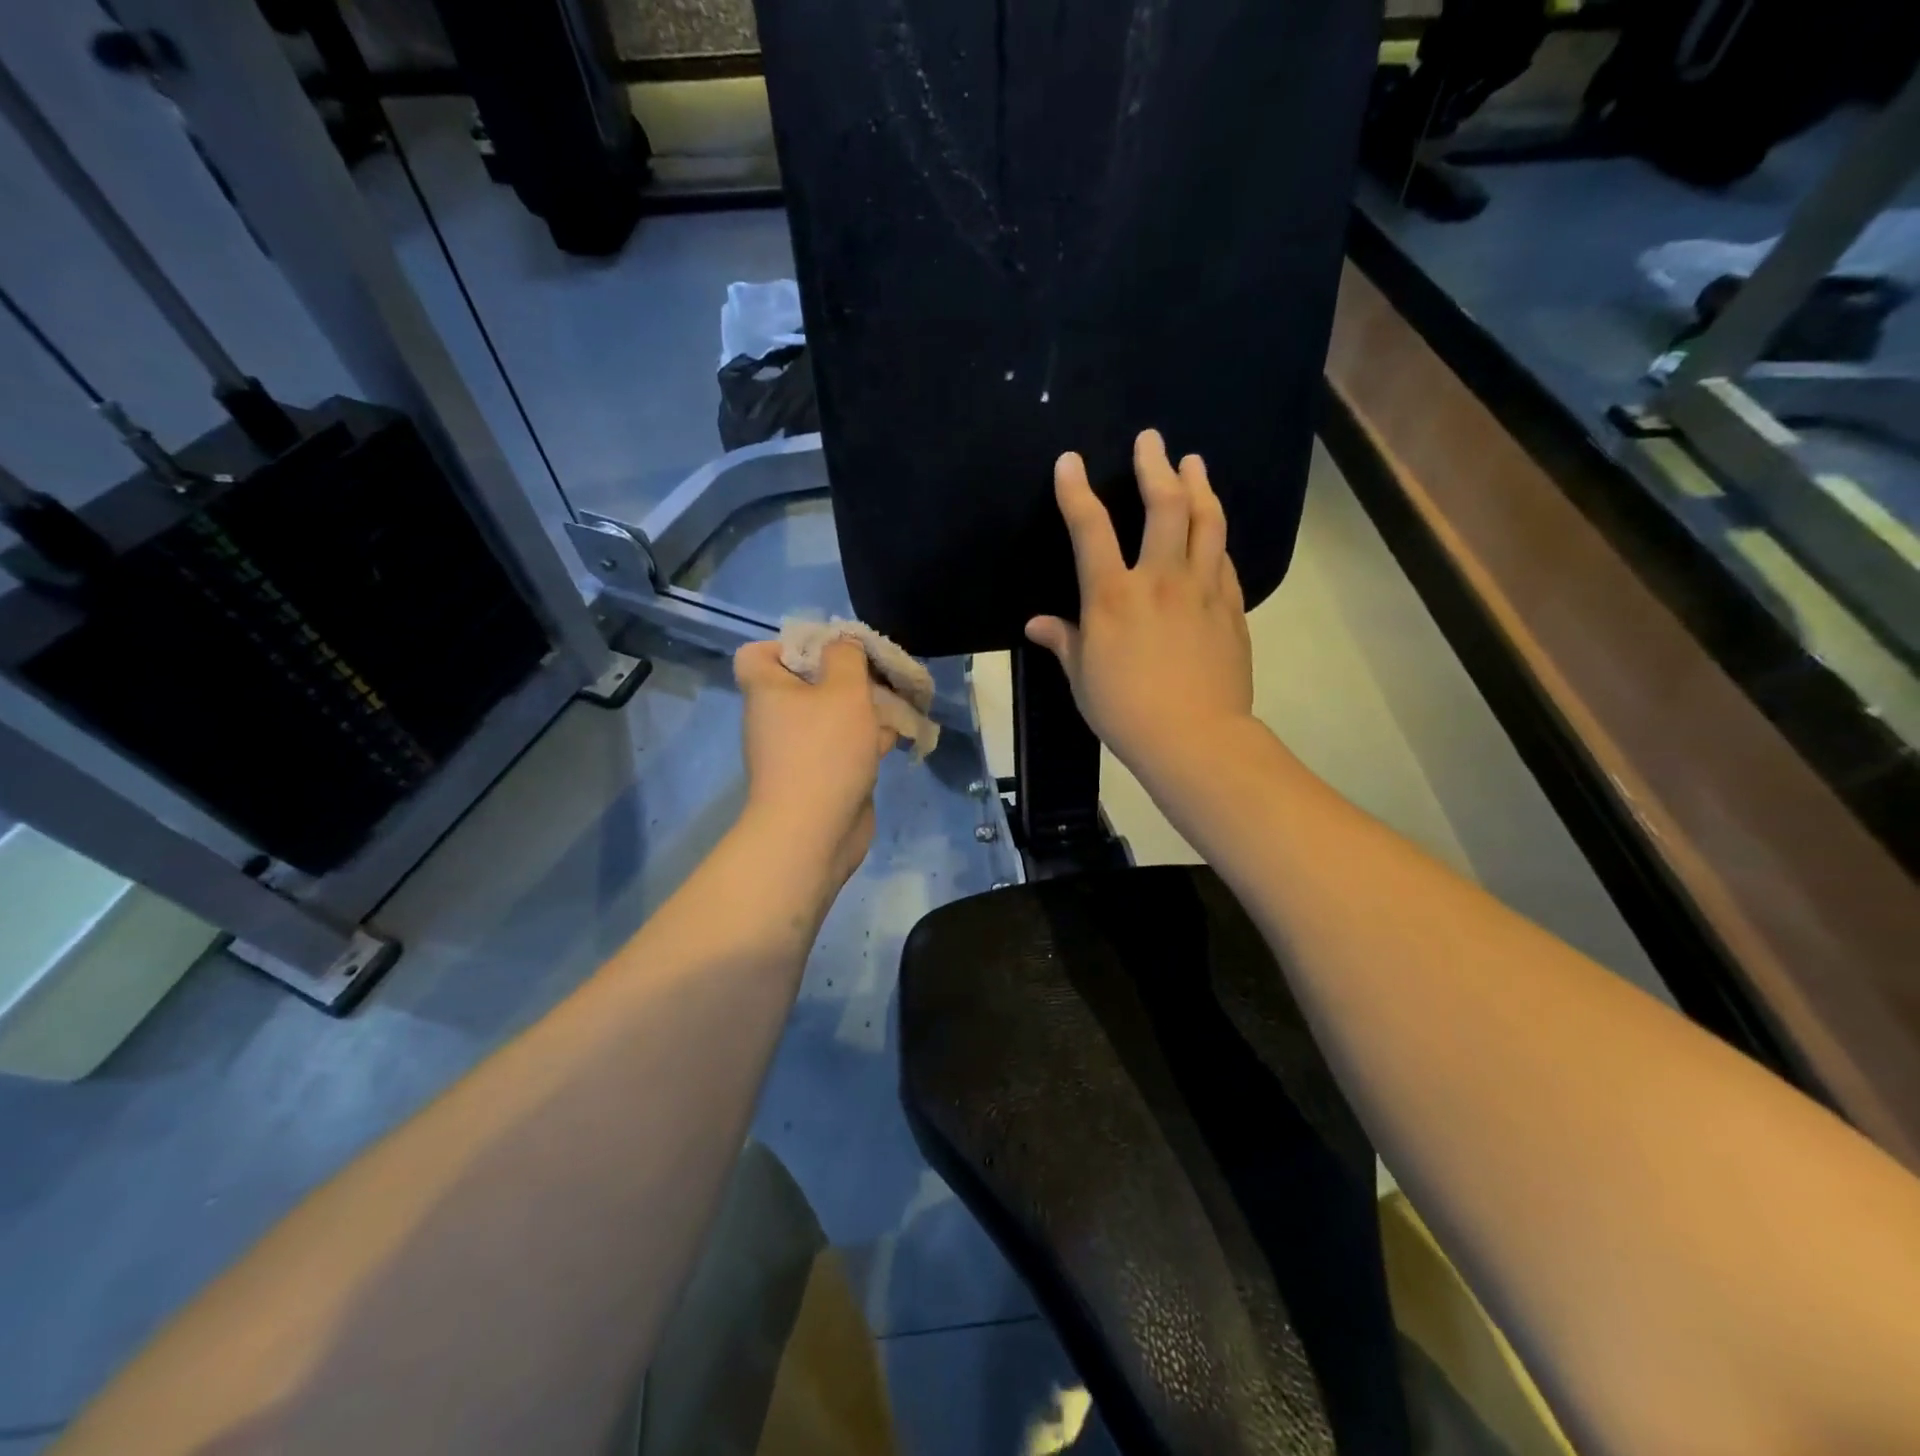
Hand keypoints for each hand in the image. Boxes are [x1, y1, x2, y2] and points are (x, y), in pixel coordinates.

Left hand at [734, 639, 897, 891]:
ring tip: (898, 703)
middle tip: (877, 675)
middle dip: (846, 677)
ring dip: (863, 709)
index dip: (789, 645)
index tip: (829, 650)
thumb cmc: (824, 750)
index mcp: (767, 690)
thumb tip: (842, 641)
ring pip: (831, 716)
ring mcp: (797, 750)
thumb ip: (846, 656)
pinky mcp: (820, 777)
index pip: (758, 654)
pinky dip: (867, 740)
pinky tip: (897, 738)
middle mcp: (776, 718)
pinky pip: (843, 746)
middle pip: (806, 683)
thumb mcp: (843, 690)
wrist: (813, 832)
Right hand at [1026, 429, 1254, 776]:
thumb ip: (1062, 641)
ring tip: (1194, 462)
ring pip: (1207, 521)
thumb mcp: (1082, 677)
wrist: (1194, 738)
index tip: (1070, 461)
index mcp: (1112, 596)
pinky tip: (1213, 530)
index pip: (1090, 528)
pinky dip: (1216, 537)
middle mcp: (1160, 580)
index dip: (1076, 490)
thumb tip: (1036, 624)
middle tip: (1151, 440)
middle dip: (1155, 465)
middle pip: (1164, 505)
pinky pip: (1225, 560)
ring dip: (1199, 485)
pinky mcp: (1231, 607)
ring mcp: (1202, 590)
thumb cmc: (1125, 710)